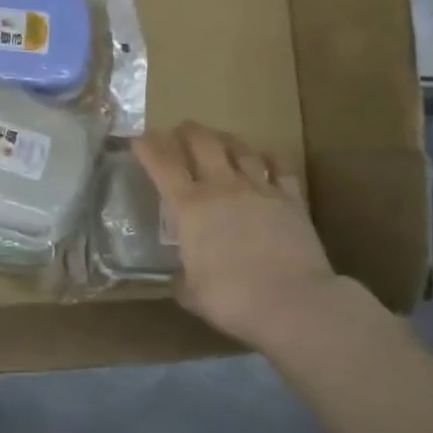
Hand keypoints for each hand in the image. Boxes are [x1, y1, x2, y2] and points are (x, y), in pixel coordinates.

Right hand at [133, 123, 338, 347]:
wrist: (293, 303)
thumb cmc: (231, 299)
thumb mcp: (191, 293)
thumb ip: (183, 277)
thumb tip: (183, 276)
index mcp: (189, 208)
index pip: (162, 165)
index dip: (148, 148)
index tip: (139, 139)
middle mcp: (222, 188)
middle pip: (202, 143)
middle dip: (187, 132)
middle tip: (180, 129)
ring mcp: (260, 189)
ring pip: (240, 149)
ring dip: (226, 139)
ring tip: (219, 138)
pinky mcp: (292, 200)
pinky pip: (281, 168)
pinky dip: (271, 159)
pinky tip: (267, 157)